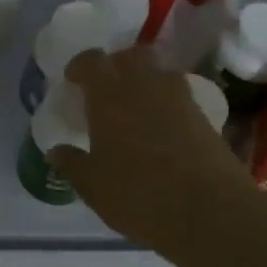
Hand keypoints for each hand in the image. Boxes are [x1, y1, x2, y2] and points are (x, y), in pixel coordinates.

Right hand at [52, 47, 259, 253]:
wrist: (210, 210)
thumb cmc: (139, 195)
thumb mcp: (93, 186)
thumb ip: (73, 164)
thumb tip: (56, 151)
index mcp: (109, 95)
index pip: (91, 61)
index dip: (80, 67)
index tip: (73, 81)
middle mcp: (144, 85)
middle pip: (129, 56)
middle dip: (115, 65)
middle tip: (105, 89)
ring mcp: (178, 97)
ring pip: (157, 71)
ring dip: (144, 80)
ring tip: (135, 107)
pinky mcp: (203, 115)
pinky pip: (178, 95)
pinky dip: (165, 102)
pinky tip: (160, 128)